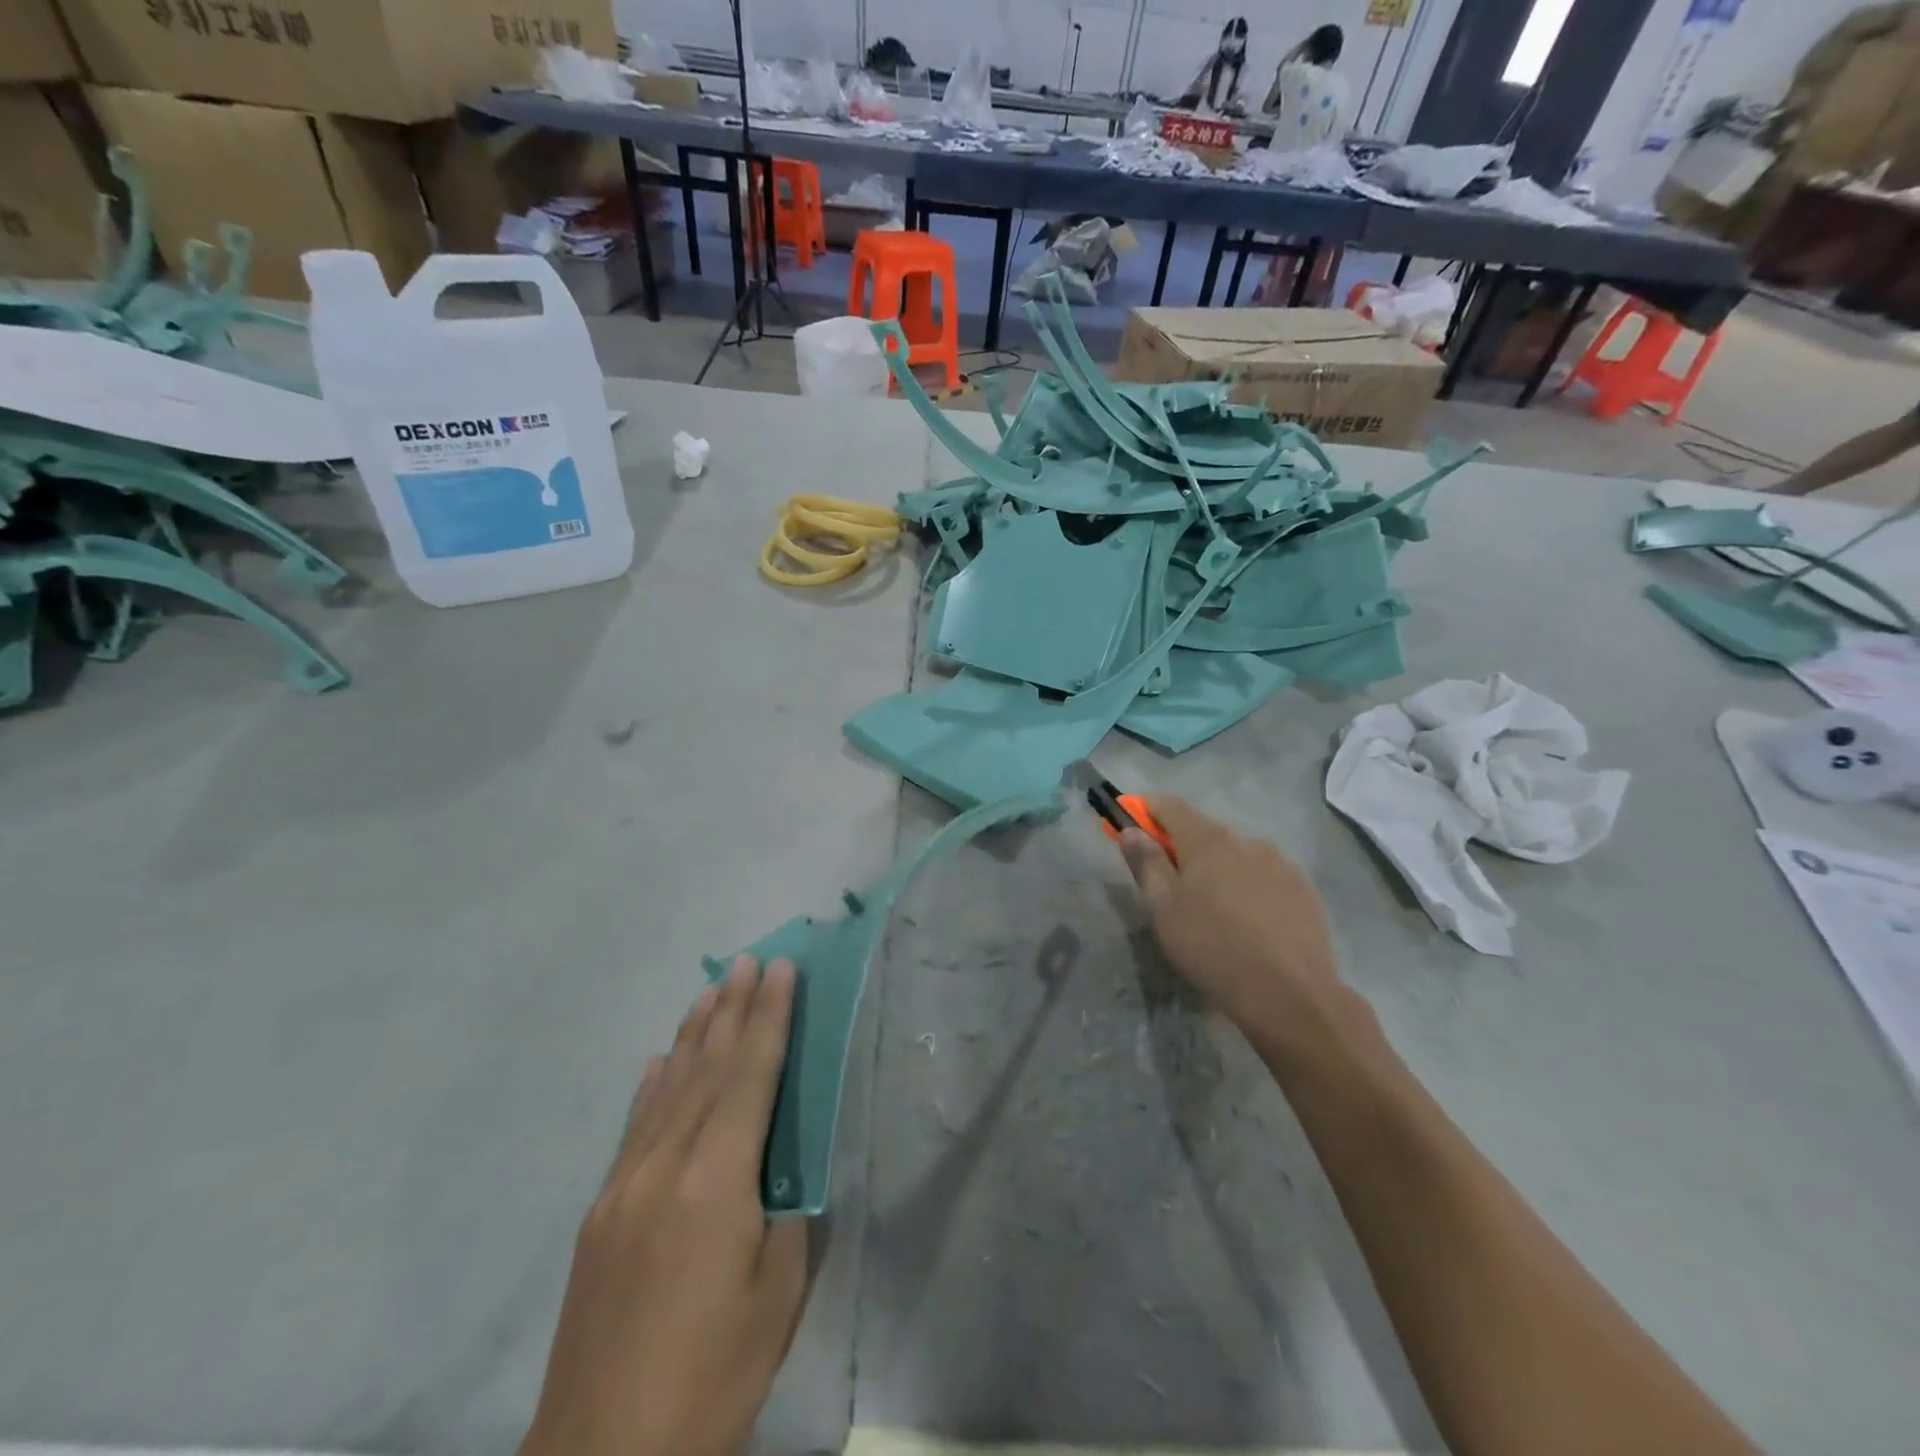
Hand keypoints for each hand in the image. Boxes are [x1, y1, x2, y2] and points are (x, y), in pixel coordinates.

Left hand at [521, 957, 808, 1455]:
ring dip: (693, 1033)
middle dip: (733, 1007)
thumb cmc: (713, 1376)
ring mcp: (624, 1186)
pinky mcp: (599, 1214)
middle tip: (750, 959)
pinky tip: (658, 1061)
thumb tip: (778, 1168)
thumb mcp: (778, 1292)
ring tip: (712, 989)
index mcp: (717, 1180)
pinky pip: (633, 1127)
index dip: (769, 1016)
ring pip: (667, 1087)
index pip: (751, 1074)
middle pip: (707, 1067)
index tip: (781, 969)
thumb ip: (784, 1211)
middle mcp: (666, 1165)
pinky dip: (652, 1085)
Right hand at [1118, 797, 1341, 1035]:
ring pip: (1236, 855)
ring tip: (1214, 910)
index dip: (1145, 810)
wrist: (1290, 994)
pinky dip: (1247, 886)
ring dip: (1217, 868)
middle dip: (1181, 847)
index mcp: (1208, 840)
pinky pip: (1264, 876)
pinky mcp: (1303, 888)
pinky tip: (1248, 922)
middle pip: (1204, 831)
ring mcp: (1280, 863)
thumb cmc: (1212, 947)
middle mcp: (1246, 840)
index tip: (1130, 824)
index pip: (1169, 806)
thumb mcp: (1164, 910)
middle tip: (1169, 883)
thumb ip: (1146, 863)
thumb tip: (1131, 830)